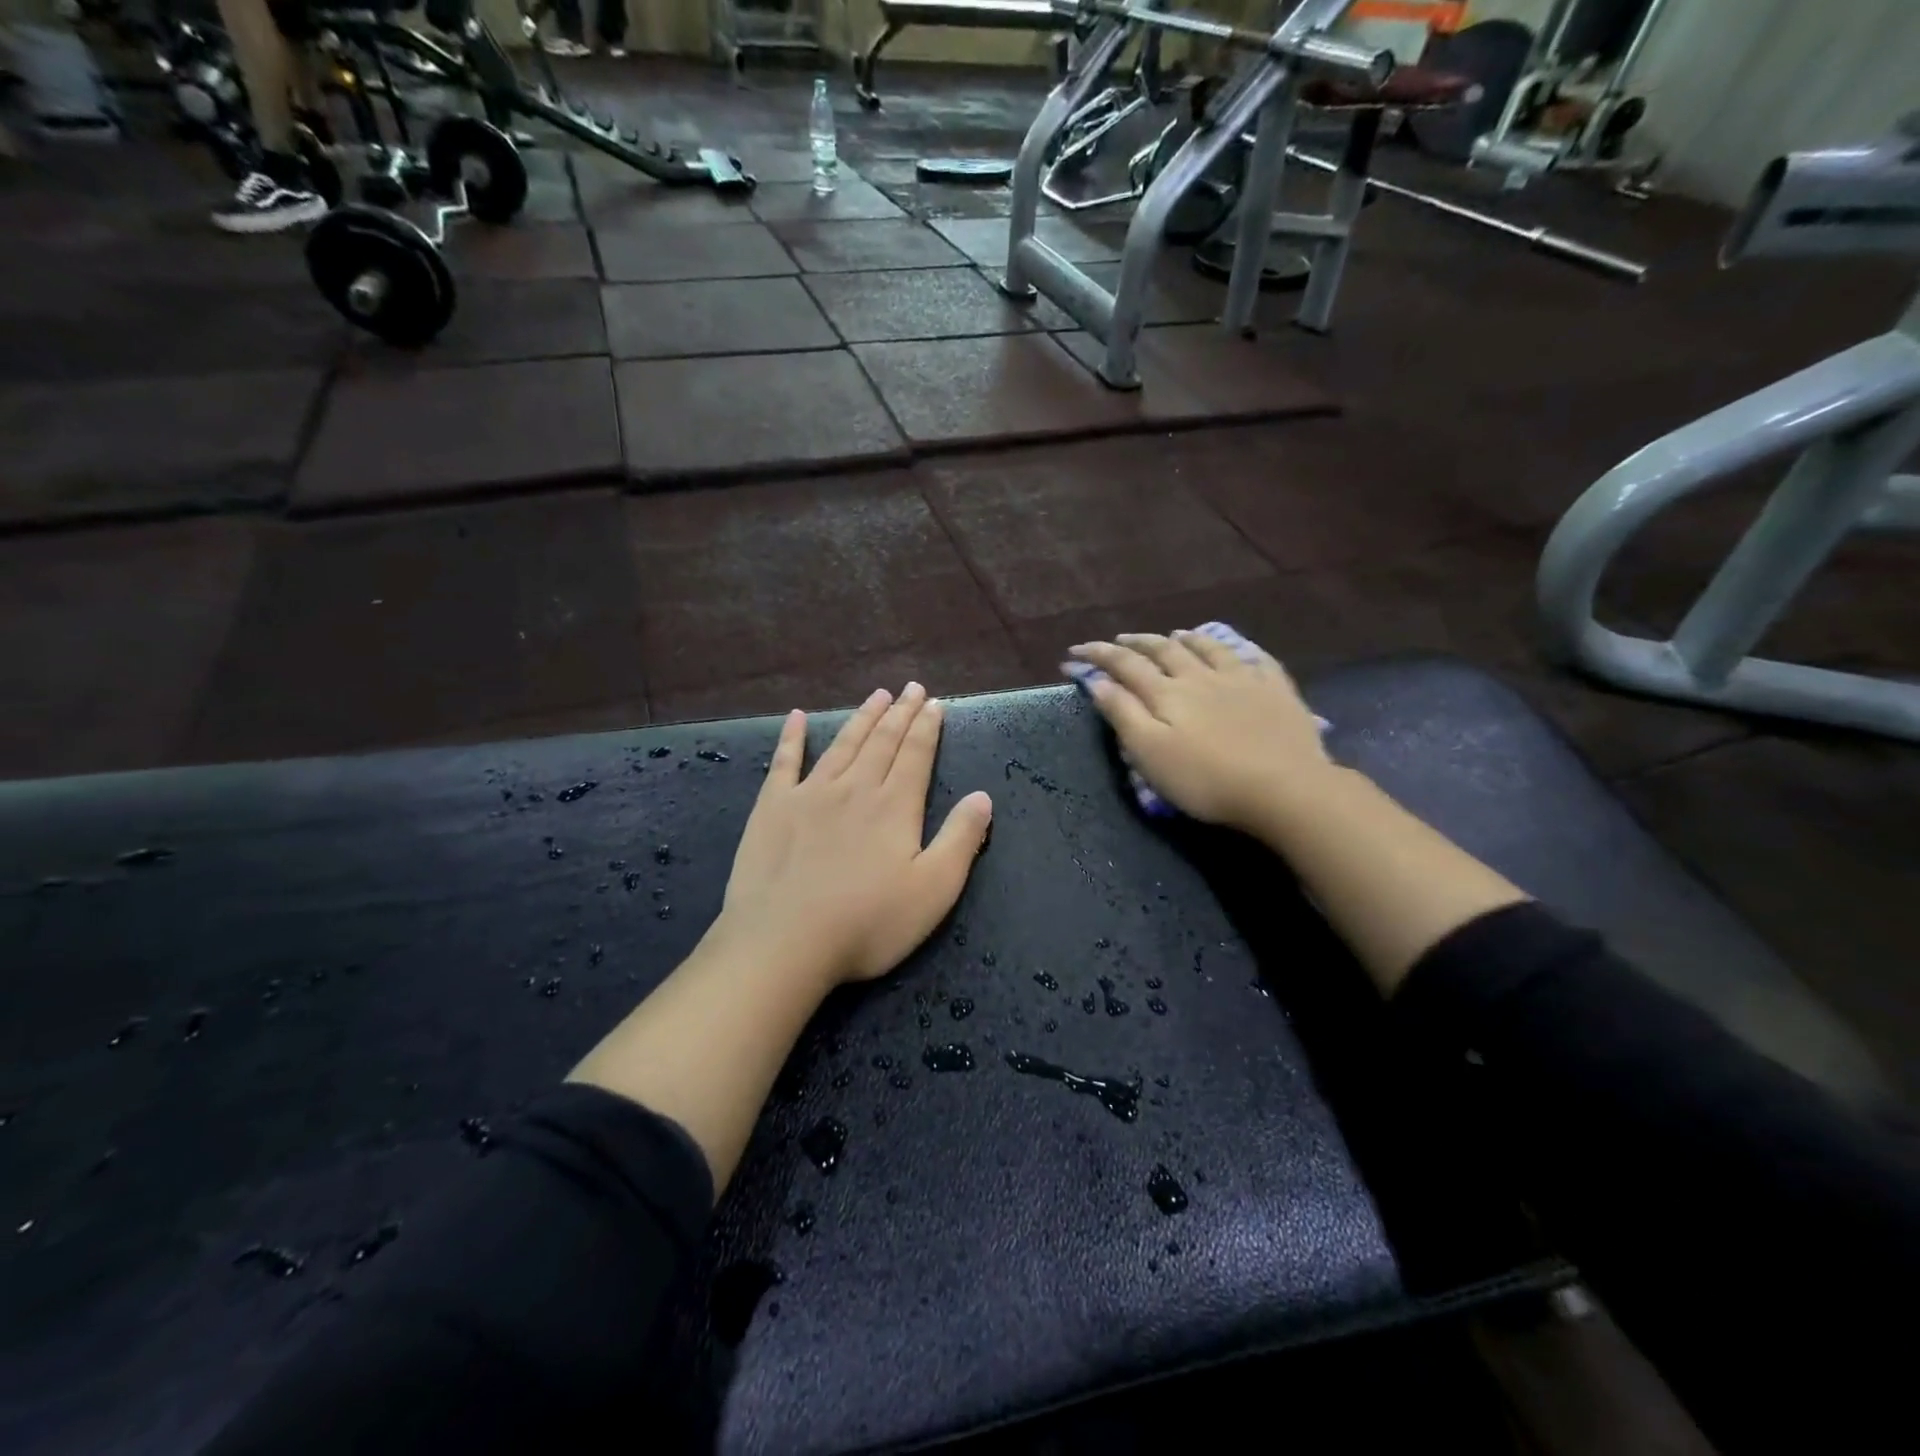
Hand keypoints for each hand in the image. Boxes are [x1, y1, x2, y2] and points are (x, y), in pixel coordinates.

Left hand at [713, 684, 993, 987]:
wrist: (784, 942)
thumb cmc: (867, 923)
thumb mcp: (934, 890)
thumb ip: (961, 840)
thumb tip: (983, 796)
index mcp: (895, 807)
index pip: (916, 755)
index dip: (927, 727)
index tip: (934, 703)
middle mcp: (855, 788)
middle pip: (882, 742)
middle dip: (900, 713)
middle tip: (911, 688)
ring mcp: (810, 794)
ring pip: (843, 744)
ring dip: (862, 718)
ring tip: (877, 695)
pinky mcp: (772, 807)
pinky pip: (784, 762)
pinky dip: (792, 737)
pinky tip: (796, 717)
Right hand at [1066, 632, 1336, 833]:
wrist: (1284, 788)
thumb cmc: (1206, 779)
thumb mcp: (1150, 753)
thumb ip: (1123, 714)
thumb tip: (1098, 682)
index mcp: (1168, 693)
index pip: (1125, 665)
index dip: (1098, 655)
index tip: (1075, 651)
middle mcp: (1202, 676)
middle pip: (1165, 651)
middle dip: (1138, 643)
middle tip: (1121, 639)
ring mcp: (1243, 680)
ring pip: (1210, 648)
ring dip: (1187, 639)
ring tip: (1175, 633)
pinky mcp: (1277, 692)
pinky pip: (1258, 660)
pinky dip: (1241, 650)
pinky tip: (1240, 650)